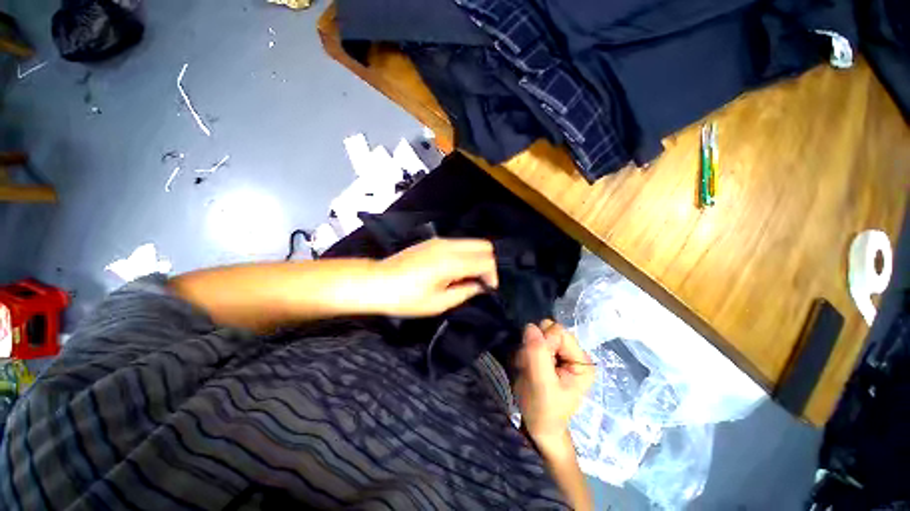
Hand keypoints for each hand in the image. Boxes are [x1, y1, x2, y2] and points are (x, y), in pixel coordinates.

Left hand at [371, 238, 497, 316]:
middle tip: (480, 281)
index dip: (492, 276)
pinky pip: (460, 244)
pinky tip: (455, 270)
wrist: (376, 282)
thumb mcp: (439, 303)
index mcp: (451, 262)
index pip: (487, 261)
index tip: (487, 289)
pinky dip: (466, 254)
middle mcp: (449, 245)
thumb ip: (465, 292)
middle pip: (484, 245)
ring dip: (476, 258)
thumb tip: (481, 286)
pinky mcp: (433, 241)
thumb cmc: (406, 298)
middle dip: (488, 263)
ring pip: (472, 242)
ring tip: (467, 278)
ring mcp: (440, 240)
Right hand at [514, 320, 595, 447]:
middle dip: (534, 346)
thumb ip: (538, 354)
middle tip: (530, 366)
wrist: (538, 427)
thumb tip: (530, 326)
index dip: (543, 343)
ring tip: (527, 369)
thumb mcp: (542, 385)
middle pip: (548, 330)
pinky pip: (532, 341)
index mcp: (581, 362)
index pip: (558, 332)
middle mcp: (573, 354)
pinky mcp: (548, 356)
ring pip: (538, 334)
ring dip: (527, 350)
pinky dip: (525, 352)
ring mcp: (560, 354)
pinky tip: (525, 367)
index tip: (537, 364)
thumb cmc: (544, 411)